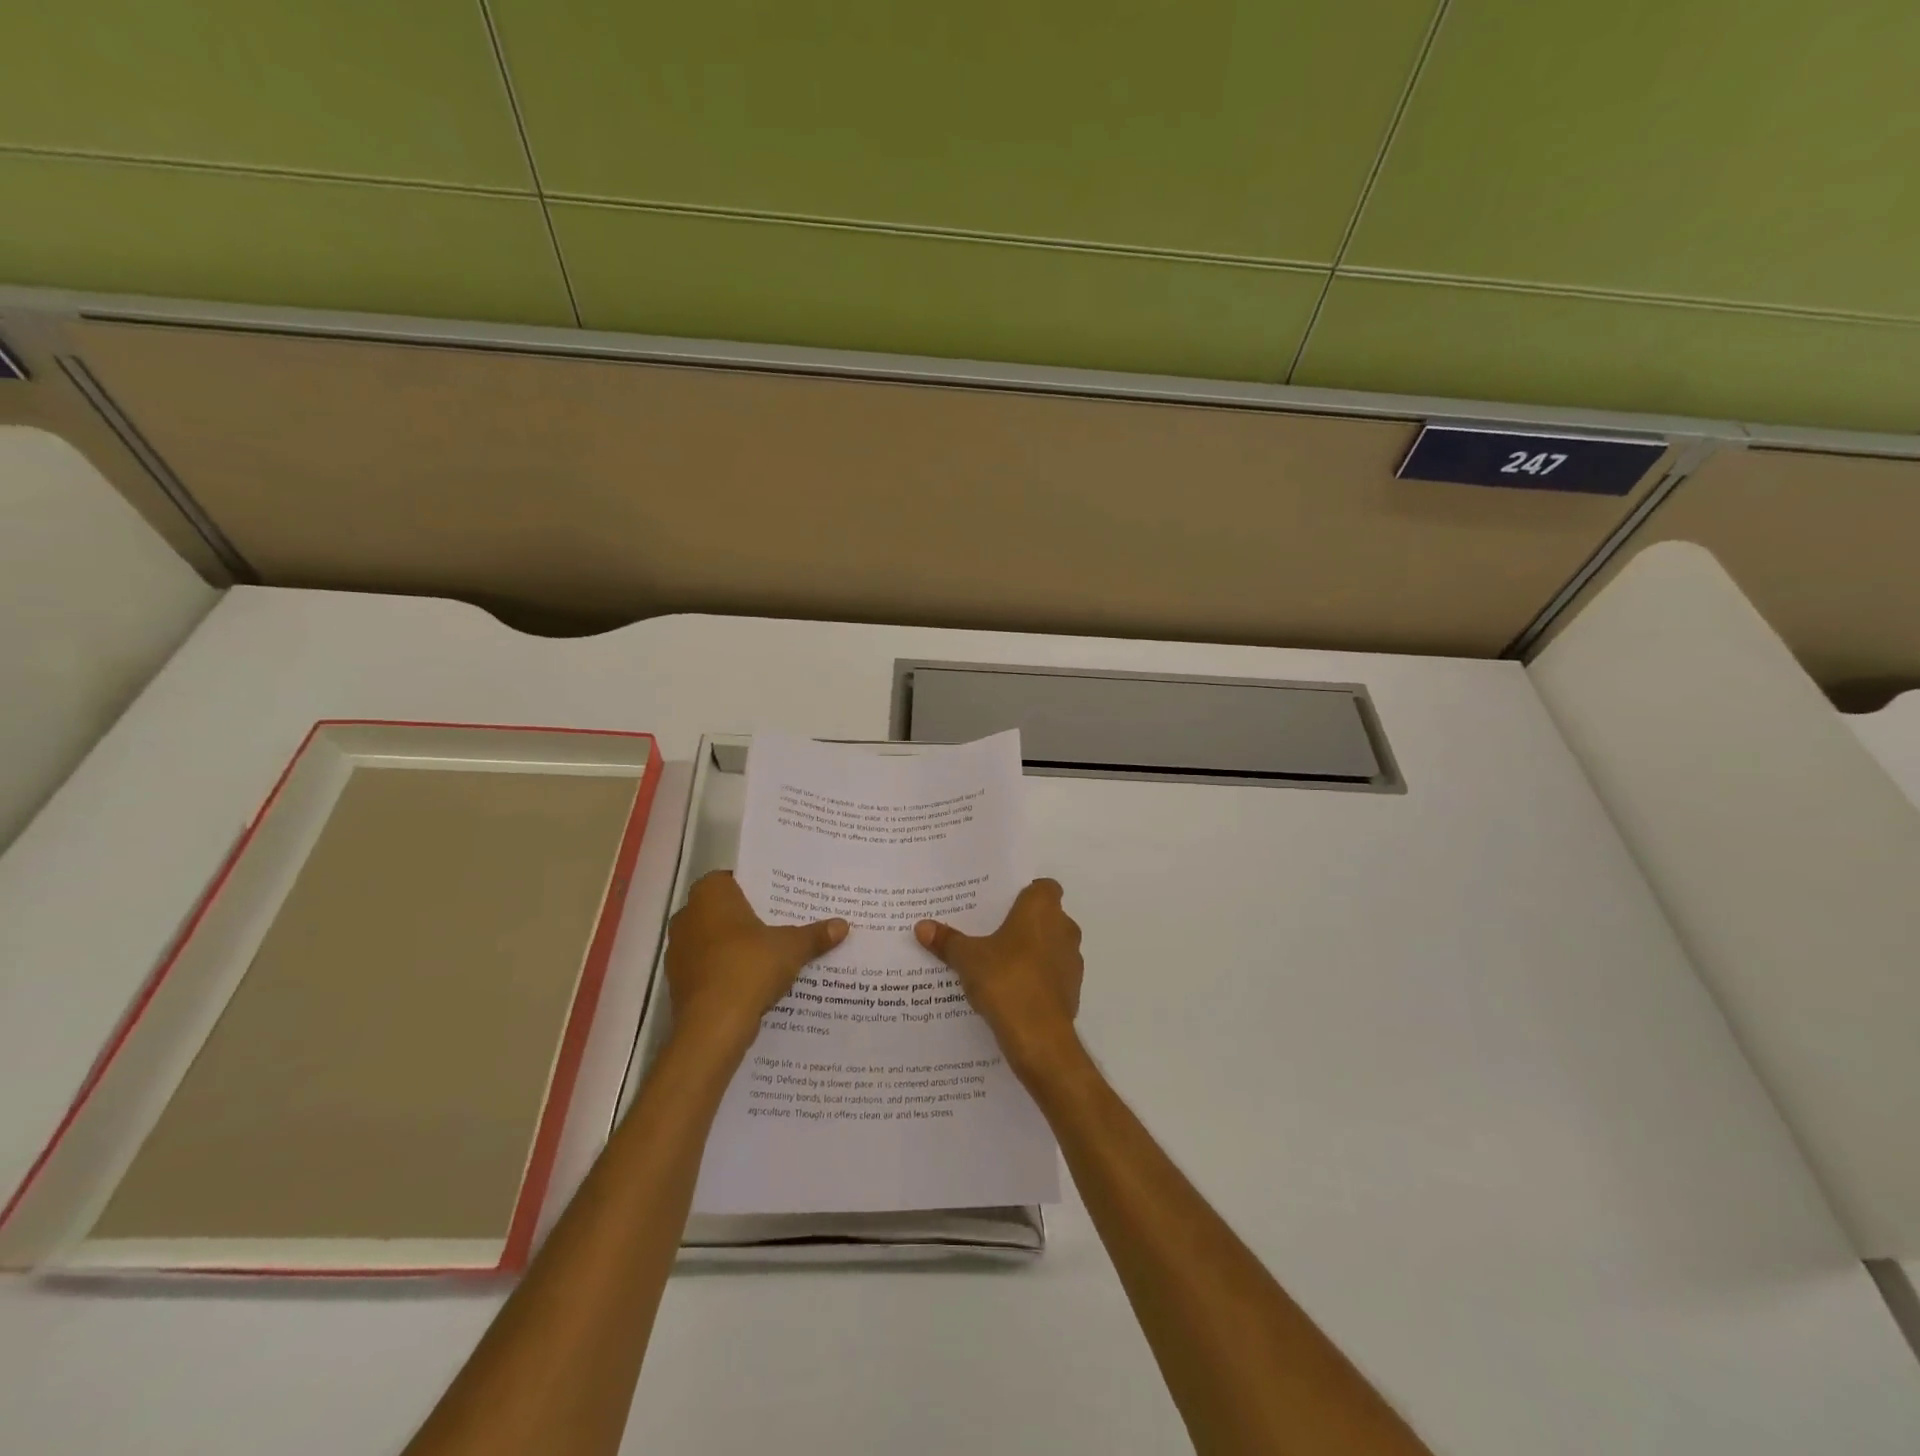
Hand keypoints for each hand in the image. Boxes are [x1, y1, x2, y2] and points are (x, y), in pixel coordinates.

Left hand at [664, 871, 846, 1057]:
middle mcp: (687, 916)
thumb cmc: (749, 968)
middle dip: (748, 918)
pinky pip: (709, 967)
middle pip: (723, 910)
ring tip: (771, 953)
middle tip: (781, 923)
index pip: (732, 879)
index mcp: (710, 895)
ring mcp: (679, 951)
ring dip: (736, 946)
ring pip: (714, 940)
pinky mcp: (679, 982)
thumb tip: (843, 925)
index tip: (779, 898)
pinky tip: (753, 981)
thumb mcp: (791, 948)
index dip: (756, 887)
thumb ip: (815, 935)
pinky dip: (727, 971)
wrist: (712, 1027)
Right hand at [915, 878, 1084, 1082]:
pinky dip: (1035, 978)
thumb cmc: (1006, 980)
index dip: (1025, 893)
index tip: (1001, 904)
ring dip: (1030, 952)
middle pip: (1045, 917)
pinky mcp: (1071, 990)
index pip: (1043, 887)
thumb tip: (921, 926)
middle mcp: (1064, 928)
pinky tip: (1008, 990)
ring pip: (1049, 946)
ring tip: (996, 962)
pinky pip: (1050, 975)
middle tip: (990, 930)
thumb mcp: (967, 959)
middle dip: (1022, 923)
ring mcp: (1071, 961)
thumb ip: (947, 941)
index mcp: (1042, 909)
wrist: (1040, 1038)